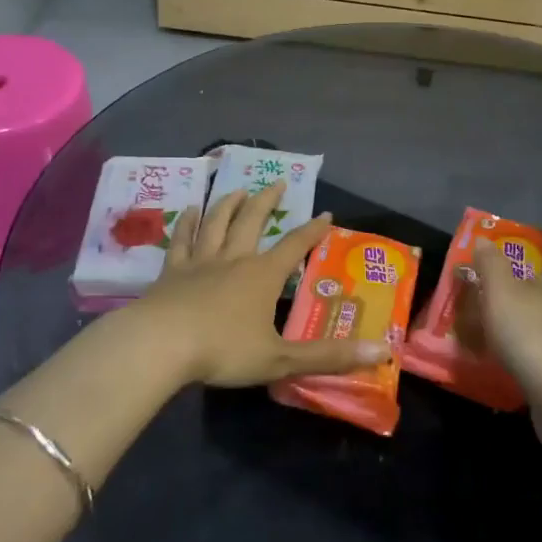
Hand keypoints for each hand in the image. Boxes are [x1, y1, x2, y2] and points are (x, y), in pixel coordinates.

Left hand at [119, 182, 386, 388]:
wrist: (159, 345)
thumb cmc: (223, 351)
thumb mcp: (281, 359)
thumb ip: (329, 357)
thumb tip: (382, 352)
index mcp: (263, 276)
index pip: (295, 246)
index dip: (313, 231)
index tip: (326, 214)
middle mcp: (234, 259)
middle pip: (253, 221)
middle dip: (267, 201)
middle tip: (277, 182)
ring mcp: (199, 262)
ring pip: (217, 223)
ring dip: (229, 204)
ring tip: (237, 189)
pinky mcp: (171, 272)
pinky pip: (181, 240)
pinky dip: (187, 223)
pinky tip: (190, 211)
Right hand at [473, 242, 541, 403]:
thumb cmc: (529, 330)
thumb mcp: (502, 289)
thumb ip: (491, 264)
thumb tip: (484, 240)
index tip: (541, 243)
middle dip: (527, 284)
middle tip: (496, 281)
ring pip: (541, 321)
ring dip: (521, 318)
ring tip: (490, 318)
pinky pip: (535, 351)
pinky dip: (519, 348)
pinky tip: (499, 354)